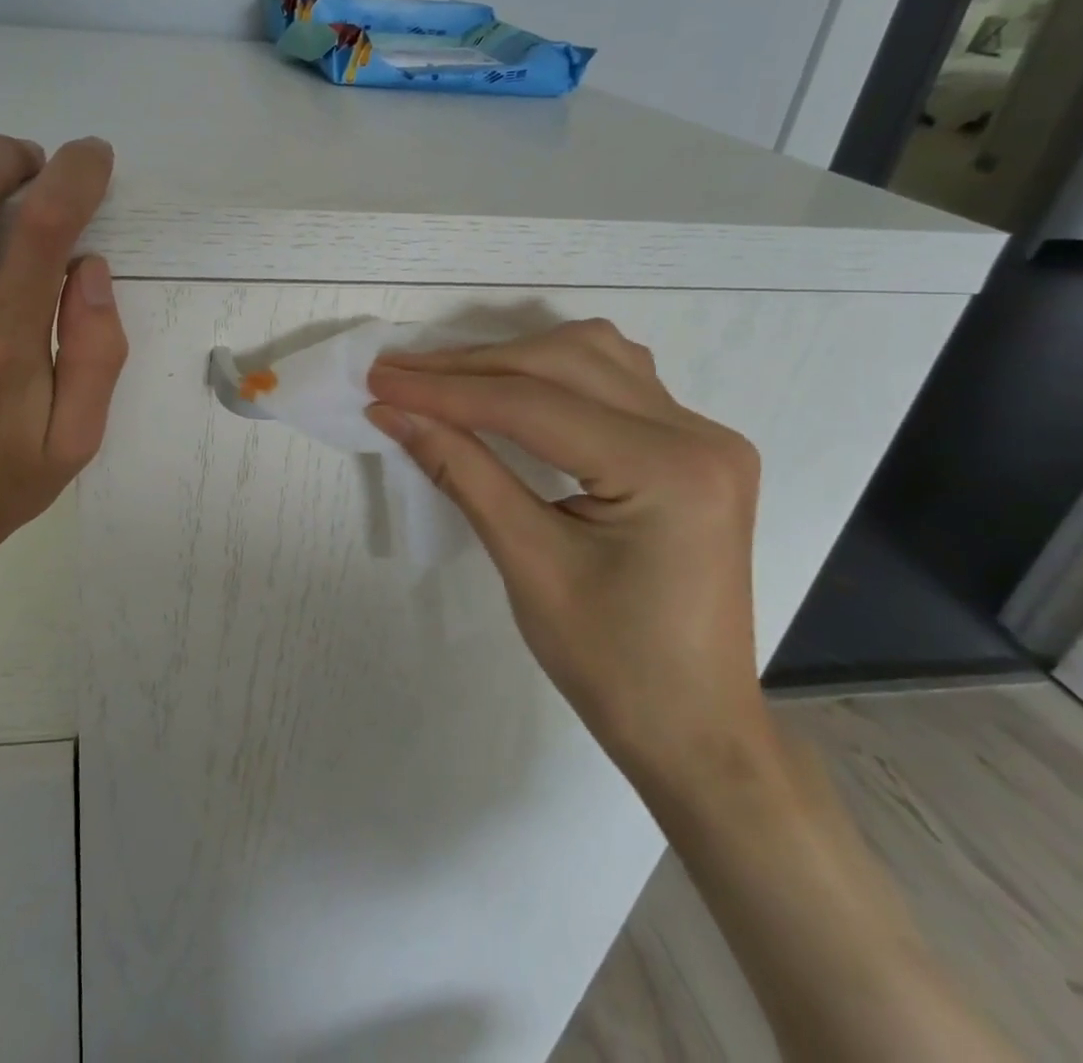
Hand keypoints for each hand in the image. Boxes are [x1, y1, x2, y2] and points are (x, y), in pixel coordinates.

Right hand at [365, 319, 771, 794]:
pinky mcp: (693, 447)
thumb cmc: (610, 663)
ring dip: (512, 357)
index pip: (533, 405)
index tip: (379, 380)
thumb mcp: (526, 562)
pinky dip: (553, 371)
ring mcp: (704, 436)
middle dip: (471, 366)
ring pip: (593, 355)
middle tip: (399, 373)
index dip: (446, 390)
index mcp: (669, 470)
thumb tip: (393, 411)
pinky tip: (514, 385)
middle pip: (564, 362)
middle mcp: (698, 435)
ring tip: (445, 376)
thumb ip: (461, 471)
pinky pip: (616, 379)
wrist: (692, 727)